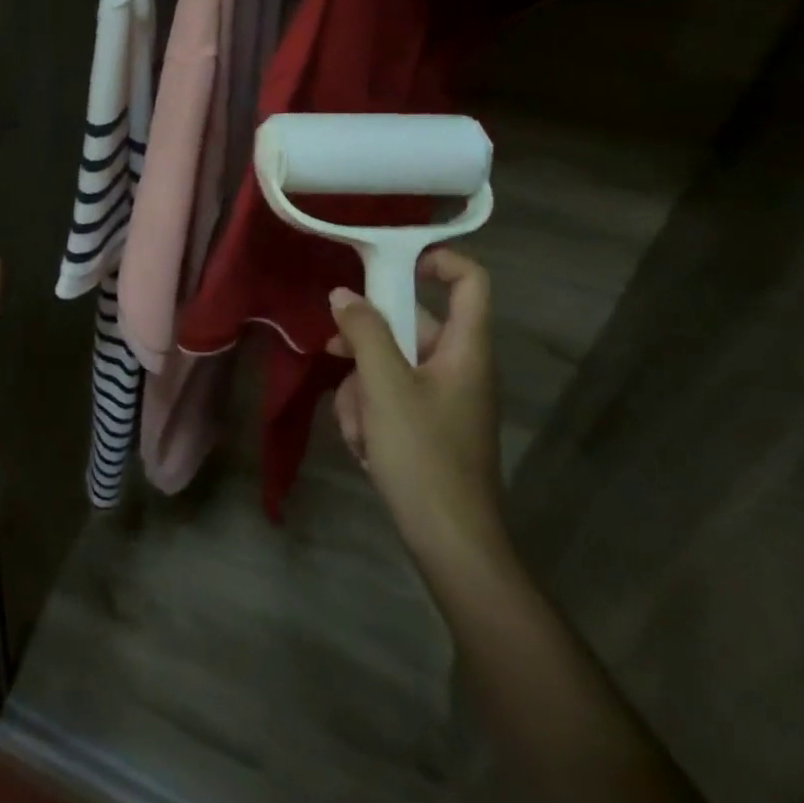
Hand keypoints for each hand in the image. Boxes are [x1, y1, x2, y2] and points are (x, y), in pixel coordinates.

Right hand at [327, 248, 506, 564]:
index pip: (469, 280)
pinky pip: (390, 396)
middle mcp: (458, 366)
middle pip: (410, 324)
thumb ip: (364, 332)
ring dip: (361, 385)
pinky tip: (363, 443)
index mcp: (464, 349)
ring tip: (357, 423)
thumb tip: (343, 295)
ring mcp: (442, 397)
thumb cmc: (423, 456)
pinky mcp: (426, 424)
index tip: (387, 264)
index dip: (435, 260)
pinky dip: (369, 411)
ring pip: (390, 364)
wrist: (450, 542)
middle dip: (366, 342)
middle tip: (334, 351)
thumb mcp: (384, 387)